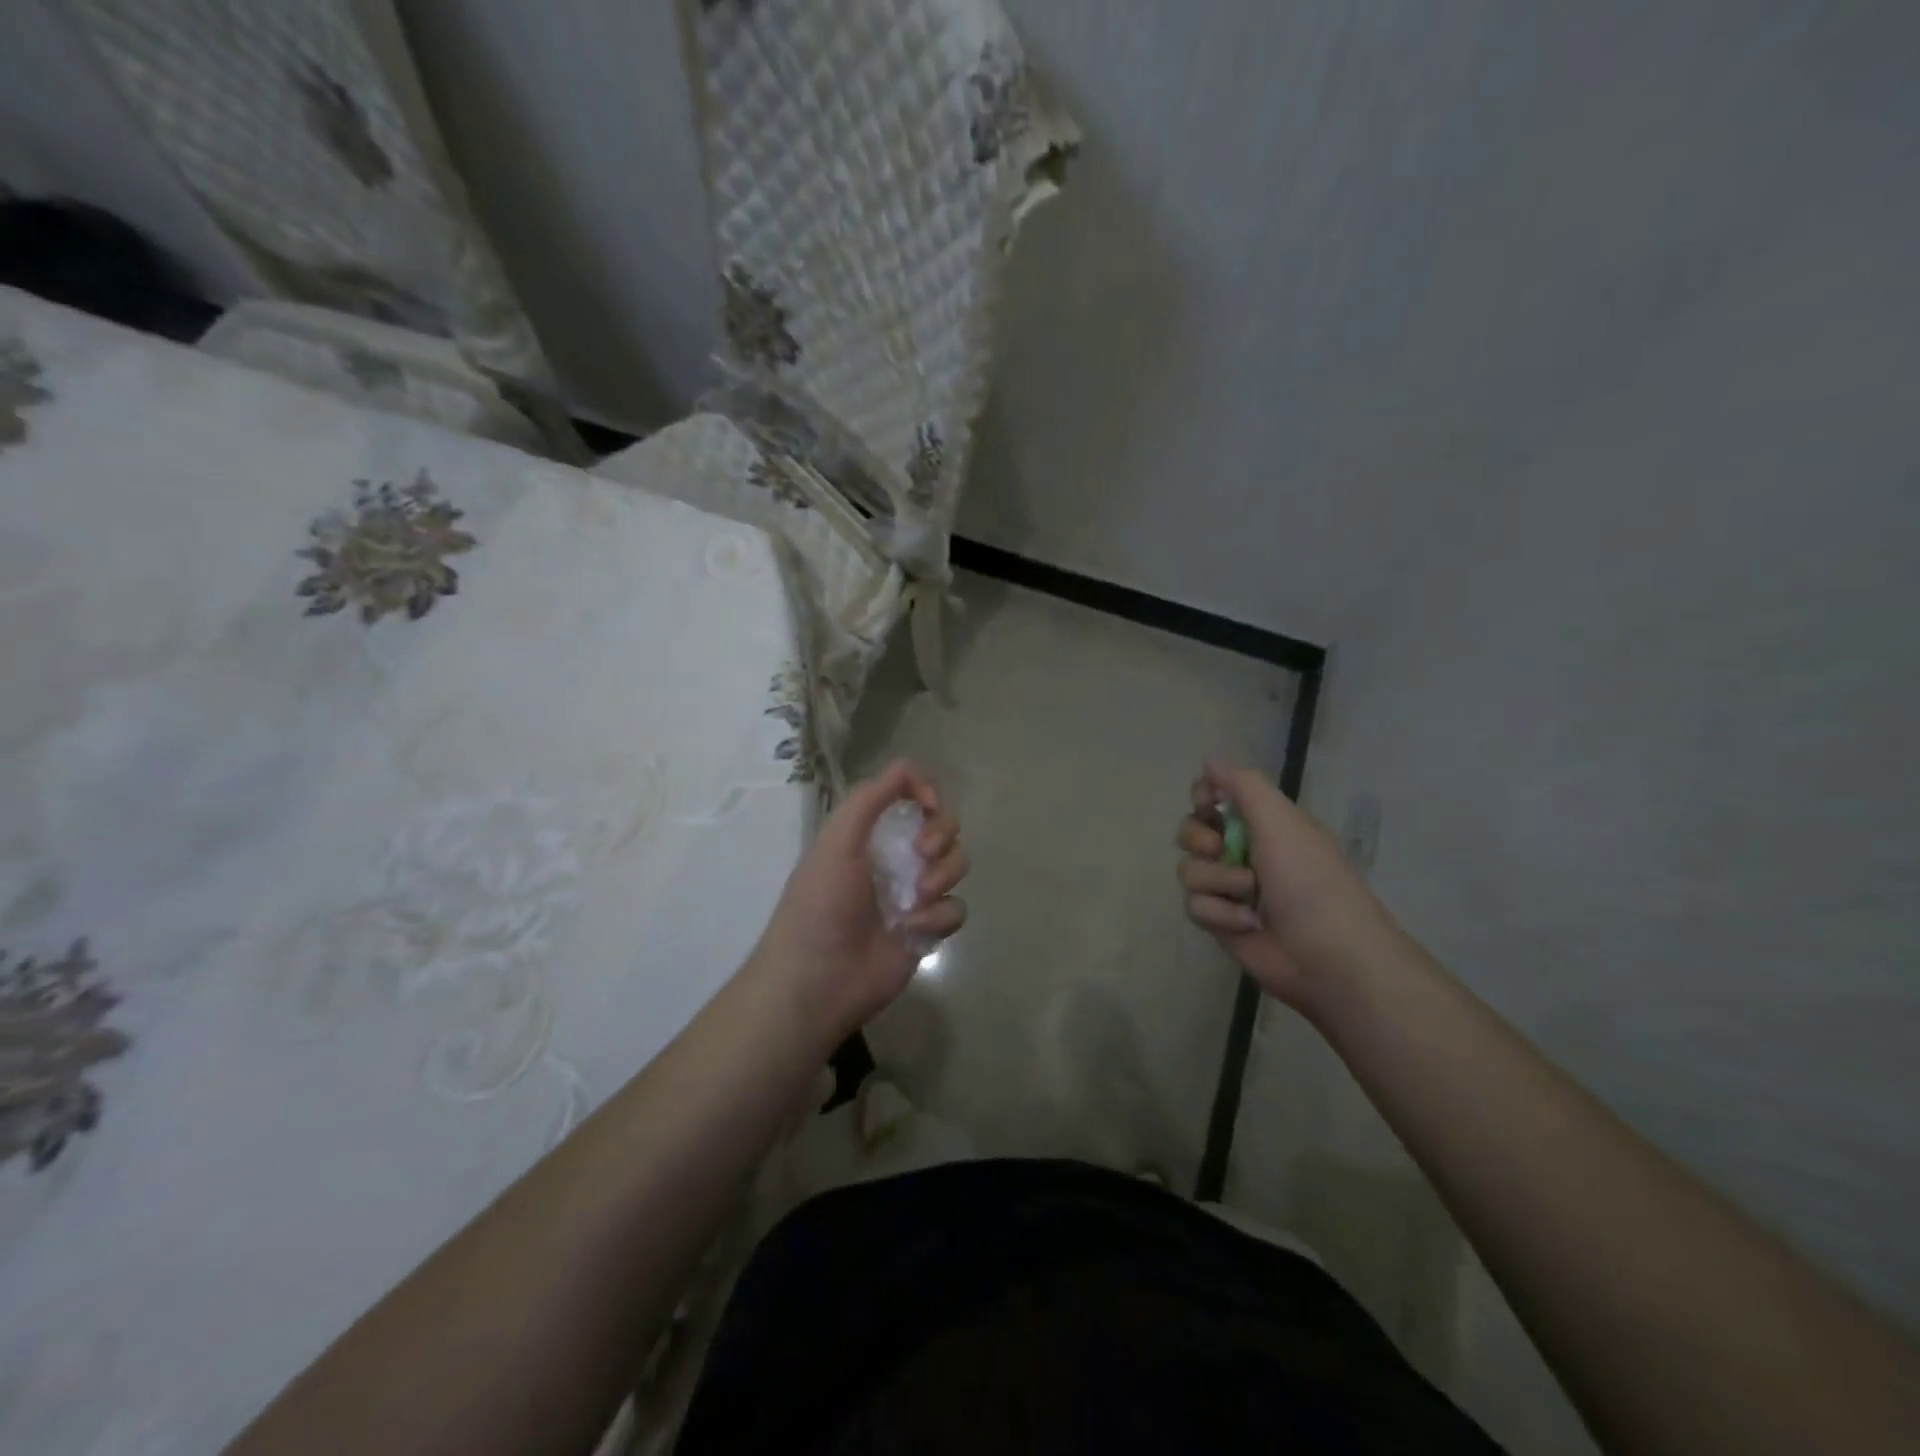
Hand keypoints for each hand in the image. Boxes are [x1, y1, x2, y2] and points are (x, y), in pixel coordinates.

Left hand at [751, 760, 967, 1039]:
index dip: (926, 790)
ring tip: (915, 901)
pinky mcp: (927, 929)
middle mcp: (895, 856)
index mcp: (869, 832)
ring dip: (942, 875)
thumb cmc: (821, 906)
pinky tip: (913, 930)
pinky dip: (939, 917)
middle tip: (921, 853)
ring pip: (956, 863)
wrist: (818, 981)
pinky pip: (956, 908)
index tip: (928, 804)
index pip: (909, 793)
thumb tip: (909, 770)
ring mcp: (913, 893)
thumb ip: (870, 798)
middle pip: (943, 824)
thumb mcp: (837, 841)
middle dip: (940, 833)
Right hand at [1176, 759, 1387, 1010]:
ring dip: (1217, 882)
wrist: (1328, 955)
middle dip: (1200, 840)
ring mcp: (1230, 888)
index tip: (1207, 804)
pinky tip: (1247, 924)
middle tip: (1222, 850)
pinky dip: (1220, 914)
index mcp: (1262, 823)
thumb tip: (1209, 758)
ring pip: (1188, 870)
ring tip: (1249, 896)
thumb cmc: (1310, 881)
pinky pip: (1194, 905)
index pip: (1214, 796)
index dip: (1203, 797)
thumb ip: (1243, 786)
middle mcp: (1243, 851)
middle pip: (1190, 831)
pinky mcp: (1220, 921)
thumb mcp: (1282, 822)